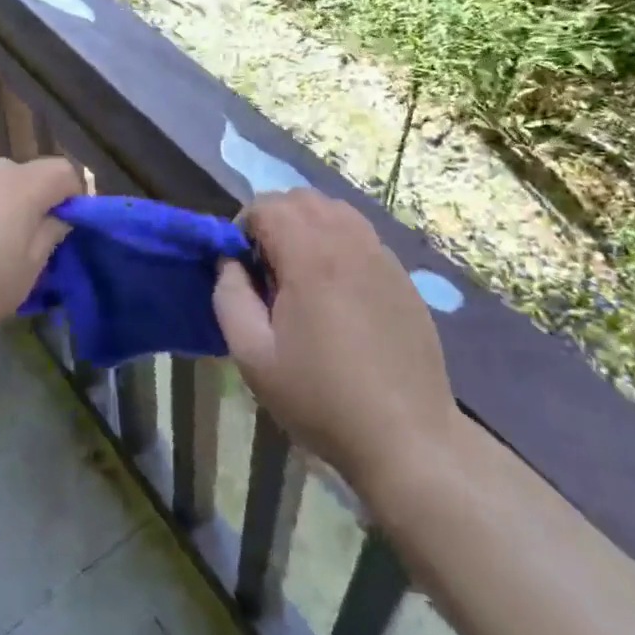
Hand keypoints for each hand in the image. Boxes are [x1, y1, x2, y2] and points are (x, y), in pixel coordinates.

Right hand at [213, 190, 458, 496]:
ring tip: (301, 274)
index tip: (242, 267)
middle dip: (275, 219)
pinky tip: (337, 290)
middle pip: (301, 198)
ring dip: (308, 226)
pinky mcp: (401, 275)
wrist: (406, 436)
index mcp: (311, 255)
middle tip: (268, 268)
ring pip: (335, 210)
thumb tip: (228, 261)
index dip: (243, 226)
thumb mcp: (253, 356)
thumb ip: (229, 296)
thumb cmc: (321, 397)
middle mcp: (349, 242)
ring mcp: (381, 255)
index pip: (267, 205)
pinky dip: (338, 242)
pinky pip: (361, 235)